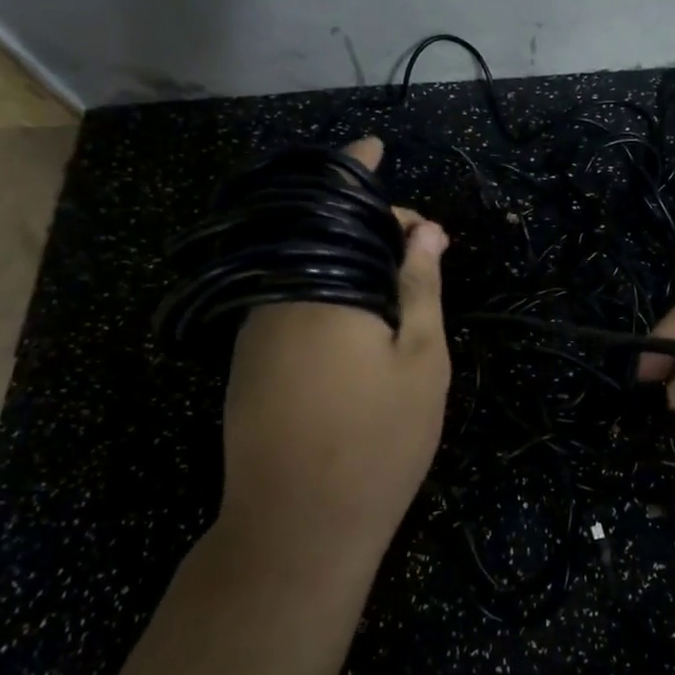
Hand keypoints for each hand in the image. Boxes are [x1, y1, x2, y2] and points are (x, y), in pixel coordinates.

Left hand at [218, 138, 450, 560]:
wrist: (298, 529)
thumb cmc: (378, 441)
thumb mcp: (421, 361)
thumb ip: (420, 287)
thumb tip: (426, 230)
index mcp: (322, 288)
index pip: (337, 207)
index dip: (358, 170)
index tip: (374, 145)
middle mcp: (277, 298)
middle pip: (320, 237)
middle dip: (368, 226)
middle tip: (420, 245)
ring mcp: (255, 332)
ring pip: (304, 272)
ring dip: (347, 262)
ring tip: (398, 281)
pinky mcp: (248, 364)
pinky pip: (290, 304)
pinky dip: (325, 292)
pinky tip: (361, 320)